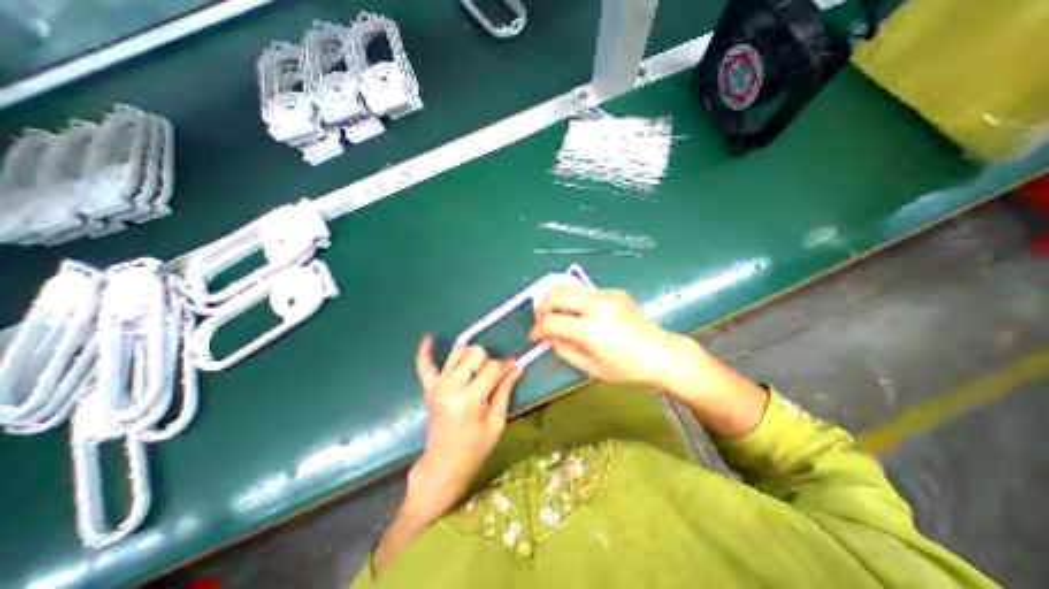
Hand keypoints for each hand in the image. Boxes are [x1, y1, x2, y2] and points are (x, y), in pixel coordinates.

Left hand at [409, 336, 523, 518]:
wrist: (442, 466)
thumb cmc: (474, 449)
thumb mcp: (497, 423)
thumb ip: (505, 391)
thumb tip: (518, 367)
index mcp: (470, 399)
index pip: (493, 367)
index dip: (507, 364)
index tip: (514, 365)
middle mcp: (451, 386)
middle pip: (475, 353)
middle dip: (488, 360)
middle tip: (493, 376)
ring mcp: (437, 385)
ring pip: (457, 351)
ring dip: (470, 355)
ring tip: (477, 368)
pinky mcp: (428, 387)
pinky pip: (424, 364)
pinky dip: (426, 351)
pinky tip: (430, 337)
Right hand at [537, 286, 768, 436]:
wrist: (663, 353)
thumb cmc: (628, 368)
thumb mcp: (591, 368)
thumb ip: (565, 351)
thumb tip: (549, 338)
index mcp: (591, 329)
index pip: (552, 321)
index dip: (538, 329)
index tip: (535, 336)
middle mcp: (596, 306)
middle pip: (556, 294)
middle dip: (543, 307)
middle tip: (543, 321)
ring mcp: (607, 295)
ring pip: (569, 287)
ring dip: (557, 300)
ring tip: (558, 315)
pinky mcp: (615, 291)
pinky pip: (586, 291)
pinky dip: (575, 301)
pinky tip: (582, 314)